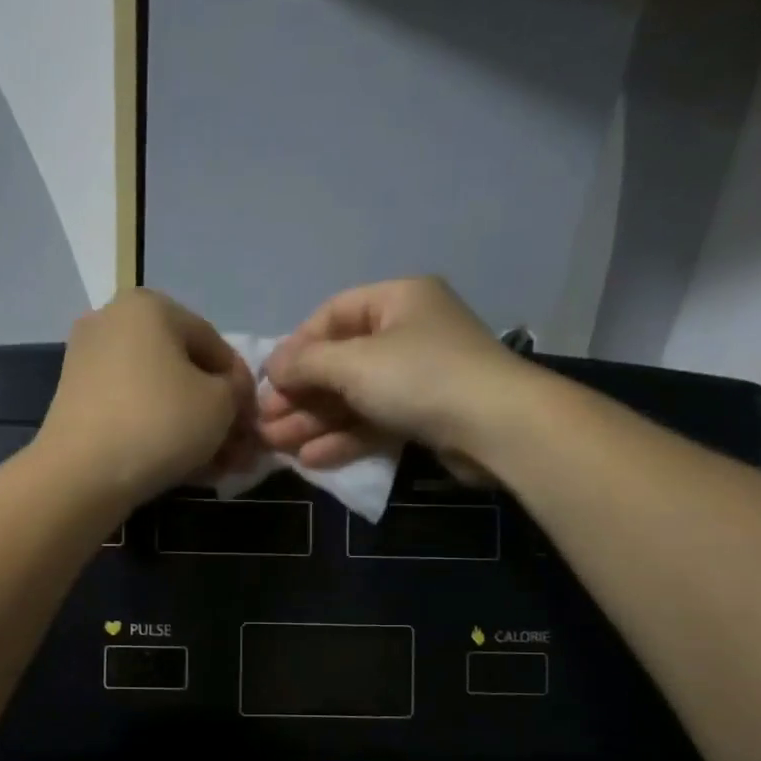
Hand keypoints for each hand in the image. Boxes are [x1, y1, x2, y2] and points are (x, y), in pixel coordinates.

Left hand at [38, 289, 257, 507]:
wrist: (82, 474)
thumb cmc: (160, 423)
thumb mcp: (221, 404)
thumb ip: (237, 392)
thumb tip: (232, 396)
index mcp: (150, 305)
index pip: (215, 344)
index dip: (242, 387)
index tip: (253, 425)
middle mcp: (113, 321)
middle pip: (184, 370)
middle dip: (216, 412)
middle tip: (236, 451)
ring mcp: (88, 360)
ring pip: (159, 394)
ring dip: (191, 428)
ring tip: (214, 466)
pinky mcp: (76, 399)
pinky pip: (132, 410)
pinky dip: (158, 432)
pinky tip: (182, 465)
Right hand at [259, 276, 517, 468]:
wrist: (496, 427)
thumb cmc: (420, 378)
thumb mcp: (354, 363)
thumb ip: (307, 364)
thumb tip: (271, 366)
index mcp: (396, 300)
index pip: (332, 316)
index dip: (295, 348)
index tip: (267, 380)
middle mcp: (407, 333)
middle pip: (339, 362)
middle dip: (299, 395)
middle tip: (264, 422)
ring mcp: (417, 377)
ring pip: (353, 397)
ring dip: (314, 421)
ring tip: (276, 445)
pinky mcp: (424, 416)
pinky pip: (373, 421)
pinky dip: (343, 438)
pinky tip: (311, 459)